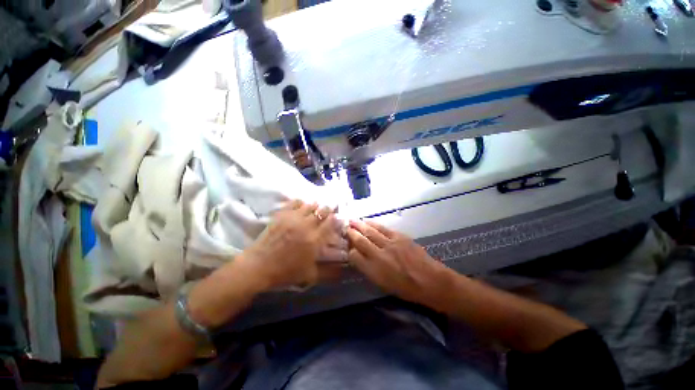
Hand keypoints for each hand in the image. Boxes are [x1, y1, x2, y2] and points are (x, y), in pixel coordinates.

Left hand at [240, 200, 345, 289]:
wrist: (259, 266)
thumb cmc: (285, 272)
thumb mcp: (310, 275)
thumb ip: (329, 272)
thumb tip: (344, 272)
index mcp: (315, 240)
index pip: (331, 223)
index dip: (336, 218)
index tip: (338, 217)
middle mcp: (306, 226)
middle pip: (322, 211)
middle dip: (328, 210)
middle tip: (329, 211)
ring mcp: (293, 218)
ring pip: (310, 205)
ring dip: (316, 206)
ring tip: (316, 208)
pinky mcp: (282, 215)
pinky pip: (295, 202)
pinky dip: (301, 202)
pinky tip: (302, 205)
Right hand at [346, 220, 450, 305]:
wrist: (430, 280)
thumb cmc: (406, 288)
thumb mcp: (383, 284)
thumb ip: (369, 270)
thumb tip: (359, 257)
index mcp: (374, 270)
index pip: (355, 256)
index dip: (349, 250)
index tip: (347, 245)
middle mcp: (379, 255)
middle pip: (361, 241)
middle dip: (351, 233)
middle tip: (345, 226)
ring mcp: (389, 244)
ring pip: (370, 232)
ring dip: (360, 225)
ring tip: (352, 220)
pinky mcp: (399, 237)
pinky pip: (382, 228)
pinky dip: (373, 223)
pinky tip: (367, 221)